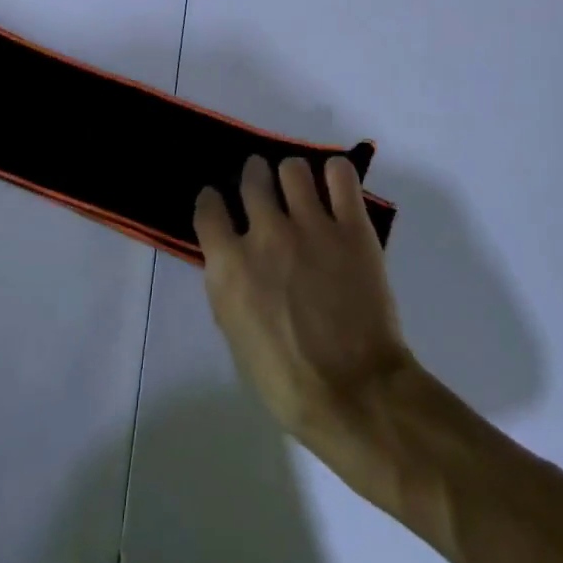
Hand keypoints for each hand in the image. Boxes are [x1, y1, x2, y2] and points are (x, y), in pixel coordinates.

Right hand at [194, 155, 413, 443]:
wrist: (354, 393)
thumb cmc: (286, 381)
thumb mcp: (236, 335)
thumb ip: (231, 286)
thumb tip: (235, 260)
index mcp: (229, 266)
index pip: (209, 208)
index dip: (213, 201)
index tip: (220, 203)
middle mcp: (266, 233)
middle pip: (252, 177)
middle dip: (254, 177)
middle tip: (264, 187)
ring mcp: (311, 225)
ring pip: (293, 169)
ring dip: (292, 175)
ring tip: (301, 189)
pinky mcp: (352, 226)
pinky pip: (340, 174)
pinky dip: (335, 174)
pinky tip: (335, 187)